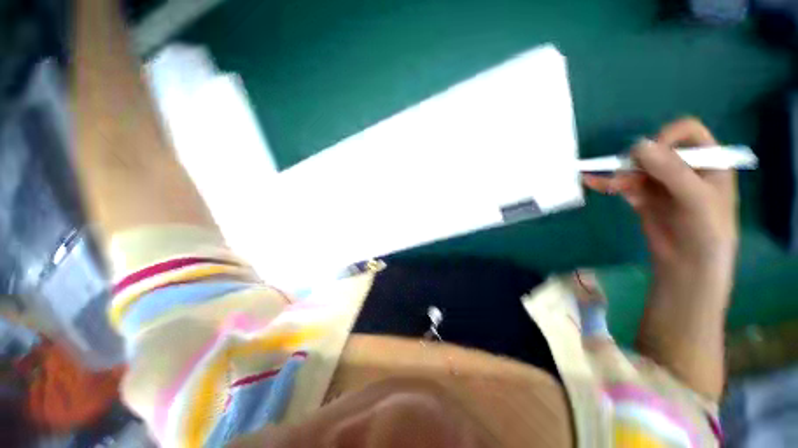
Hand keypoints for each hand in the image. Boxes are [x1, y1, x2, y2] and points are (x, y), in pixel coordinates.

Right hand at [585, 118, 737, 289]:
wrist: (688, 266)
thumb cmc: (706, 231)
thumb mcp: (696, 198)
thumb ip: (671, 170)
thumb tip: (637, 145)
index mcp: (708, 161)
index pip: (687, 132)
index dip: (668, 136)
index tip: (651, 153)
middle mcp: (685, 168)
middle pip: (657, 149)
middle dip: (638, 159)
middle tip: (625, 173)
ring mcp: (662, 183)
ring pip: (637, 168)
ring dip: (620, 173)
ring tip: (607, 184)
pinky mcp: (643, 197)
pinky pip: (624, 184)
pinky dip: (608, 183)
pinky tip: (592, 182)